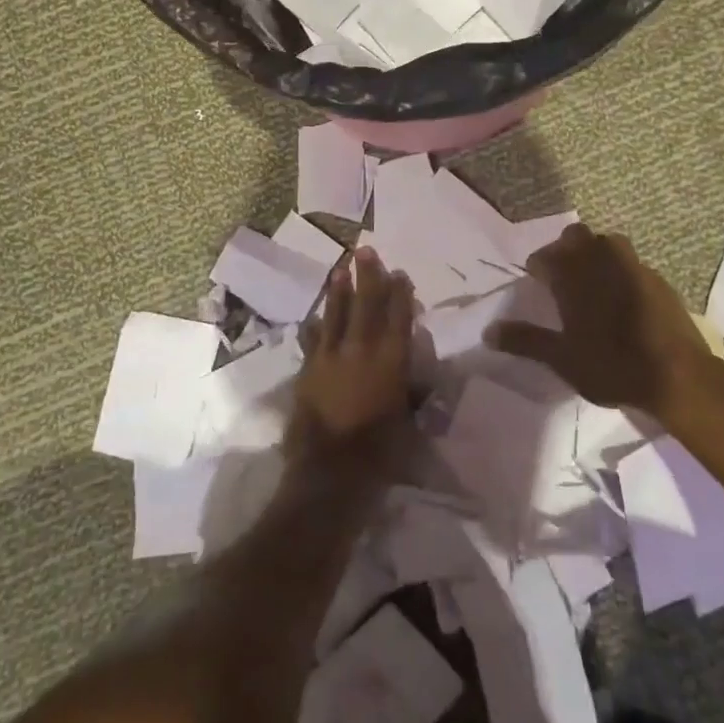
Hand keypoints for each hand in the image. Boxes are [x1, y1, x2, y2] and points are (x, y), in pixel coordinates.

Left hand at [290, 247, 414, 458]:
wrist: (330, 472)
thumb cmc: (380, 452)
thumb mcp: (409, 420)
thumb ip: (412, 389)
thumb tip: (415, 369)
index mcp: (391, 361)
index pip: (399, 318)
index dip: (400, 294)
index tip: (400, 273)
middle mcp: (361, 351)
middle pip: (366, 305)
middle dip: (368, 276)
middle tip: (365, 250)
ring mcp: (331, 358)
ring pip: (336, 315)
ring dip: (339, 292)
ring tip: (340, 270)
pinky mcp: (309, 371)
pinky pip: (313, 340)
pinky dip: (316, 326)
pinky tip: (315, 317)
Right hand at [491, 224, 710, 420]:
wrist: (677, 377)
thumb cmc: (611, 365)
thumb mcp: (561, 358)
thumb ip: (525, 340)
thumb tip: (488, 332)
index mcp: (574, 276)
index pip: (546, 255)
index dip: (538, 265)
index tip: (535, 280)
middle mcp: (602, 261)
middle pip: (578, 236)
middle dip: (566, 249)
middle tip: (562, 276)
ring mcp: (634, 268)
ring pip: (609, 243)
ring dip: (596, 254)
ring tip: (592, 282)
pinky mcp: (659, 281)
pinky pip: (632, 264)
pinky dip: (621, 272)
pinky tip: (622, 299)